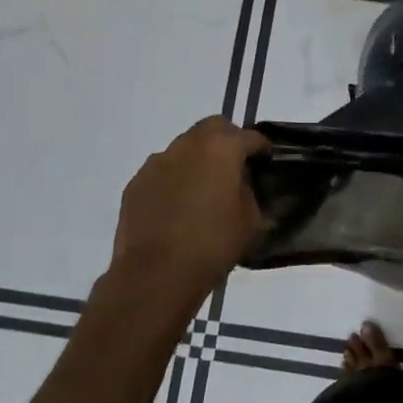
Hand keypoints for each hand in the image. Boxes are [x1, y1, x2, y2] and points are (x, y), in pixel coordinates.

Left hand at [108, 116, 269, 305]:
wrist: (155, 275)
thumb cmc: (212, 245)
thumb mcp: (250, 222)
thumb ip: (249, 194)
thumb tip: (241, 186)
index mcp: (223, 149)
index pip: (250, 136)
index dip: (261, 147)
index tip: (266, 159)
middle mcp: (189, 145)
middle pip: (213, 127)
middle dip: (227, 140)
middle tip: (233, 166)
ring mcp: (158, 162)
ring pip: (184, 147)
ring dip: (197, 159)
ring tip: (201, 189)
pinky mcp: (136, 182)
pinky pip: (162, 171)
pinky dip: (173, 179)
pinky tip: (176, 206)